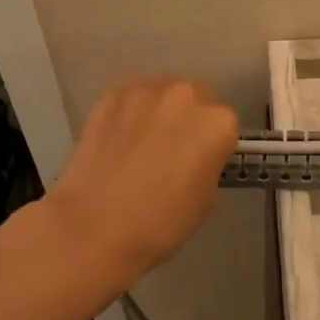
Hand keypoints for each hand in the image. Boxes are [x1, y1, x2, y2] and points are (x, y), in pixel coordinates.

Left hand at [48, 76, 238, 280]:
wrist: (94, 227)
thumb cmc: (162, 222)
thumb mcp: (206, 197)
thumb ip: (208, 162)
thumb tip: (194, 155)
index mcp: (217, 123)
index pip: (225, 125)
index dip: (213, 145)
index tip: (200, 163)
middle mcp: (185, 96)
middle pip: (196, 98)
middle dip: (189, 119)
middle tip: (173, 150)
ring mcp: (145, 92)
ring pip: (162, 93)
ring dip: (160, 111)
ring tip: (143, 142)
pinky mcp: (110, 96)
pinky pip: (130, 98)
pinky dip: (130, 113)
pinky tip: (119, 140)